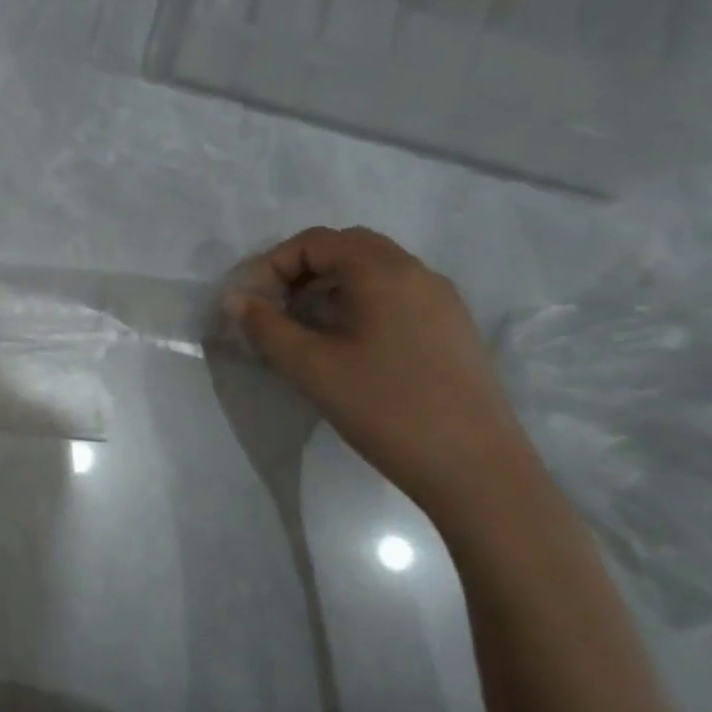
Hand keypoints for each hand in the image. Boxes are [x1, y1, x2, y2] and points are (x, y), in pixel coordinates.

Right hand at [224, 226, 536, 512]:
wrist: (475, 469)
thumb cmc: (385, 409)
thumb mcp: (310, 367)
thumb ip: (266, 327)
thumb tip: (236, 300)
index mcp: (383, 272)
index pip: (314, 242)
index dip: (271, 265)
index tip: (249, 304)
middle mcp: (417, 272)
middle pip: (346, 247)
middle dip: (300, 270)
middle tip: (273, 308)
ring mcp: (441, 300)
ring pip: (373, 270)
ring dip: (329, 286)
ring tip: (303, 327)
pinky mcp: (452, 328)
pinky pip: (396, 294)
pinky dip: (359, 302)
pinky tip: (346, 344)